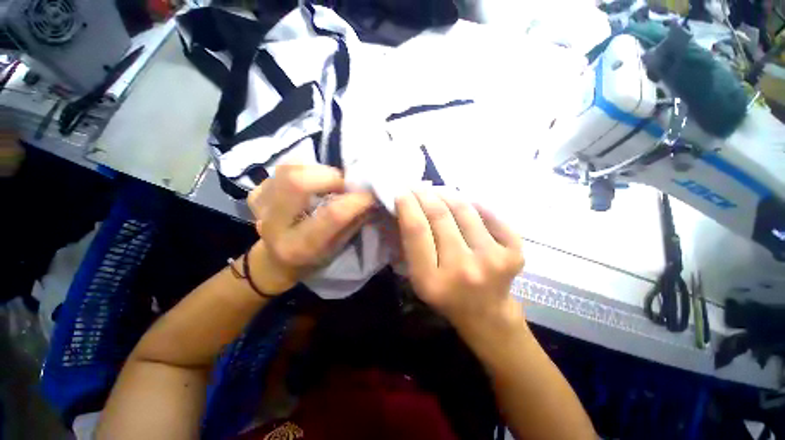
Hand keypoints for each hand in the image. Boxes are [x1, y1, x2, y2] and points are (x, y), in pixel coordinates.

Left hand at [247, 164, 375, 294]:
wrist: (276, 260)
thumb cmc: (314, 258)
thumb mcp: (338, 247)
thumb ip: (354, 221)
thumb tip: (372, 195)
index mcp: (300, 246)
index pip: (332, 215)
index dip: (356, 200)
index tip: (370, 194)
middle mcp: (275, 226)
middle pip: (298, 182)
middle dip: (330, 176)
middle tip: (345, 184)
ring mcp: (261, 206)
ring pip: (289, 168)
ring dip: (317, 170)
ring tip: (329, 182)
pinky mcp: (256, 192)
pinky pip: (283, 168)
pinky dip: (304, 169)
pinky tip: (311, 183)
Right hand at [395, 189, 524, 334]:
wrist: (486, 314)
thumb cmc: (446, 296)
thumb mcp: (418, 279)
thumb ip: (411, 246)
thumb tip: (409, 207)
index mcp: (432, 280)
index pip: (416, 230)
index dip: (407, 205)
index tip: (401, 190)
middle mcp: (463, 269)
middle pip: (440, 216)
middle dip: (425, 194)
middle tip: (418, 185)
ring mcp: (492, 260)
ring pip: (465, 210)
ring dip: (448, 194)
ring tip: (439, 190)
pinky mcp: (514, 253)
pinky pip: (492, 215)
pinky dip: (477, 204)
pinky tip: (467, 202)